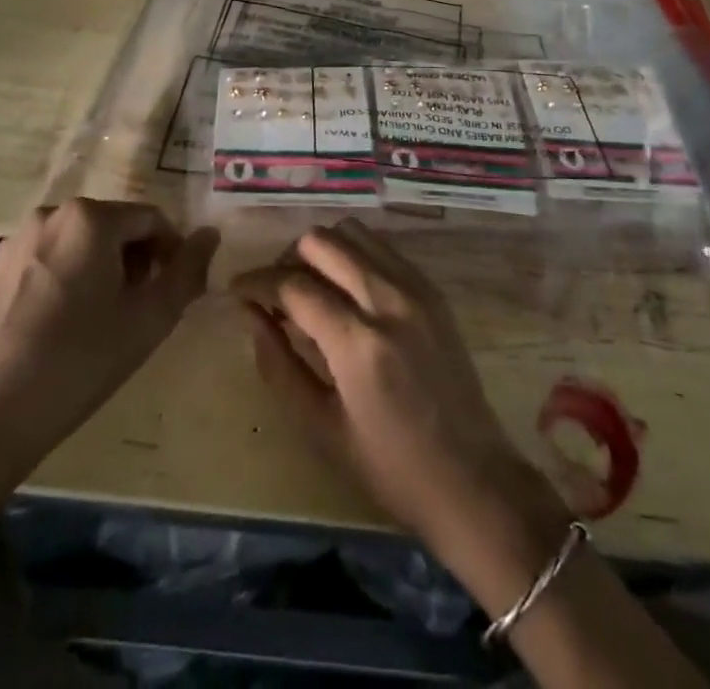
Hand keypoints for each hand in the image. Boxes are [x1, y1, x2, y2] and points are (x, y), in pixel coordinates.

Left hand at [0, 200, 218, 559]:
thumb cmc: (78, 362)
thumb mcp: (149, 319)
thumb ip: (187, 270)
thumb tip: (211, 235)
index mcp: (92, 218)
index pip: (151, 219)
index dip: (171, 251)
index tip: (173, 289)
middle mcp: (51, 214)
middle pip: (112, 227)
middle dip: (133, 259)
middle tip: (138, 307)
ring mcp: (14, 241)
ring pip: (76, 243)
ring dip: (97, 268)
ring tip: (98, 319)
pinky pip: (42, 261)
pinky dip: (61, 280)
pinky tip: (56, 326)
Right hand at [231, 220, 567, 572]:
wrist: (472, 478)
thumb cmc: (390, 467)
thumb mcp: (321, 428)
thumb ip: (280, 365)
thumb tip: (250, 315)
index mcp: (358, 343)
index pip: (293, 285)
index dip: (256, 282)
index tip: (237, 290)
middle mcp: (388, 300)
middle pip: (322, 242)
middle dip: (287, 259)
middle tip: (275, 292)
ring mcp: (416, 288)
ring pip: (354, 232)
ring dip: (323, 250)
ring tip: (310, 286)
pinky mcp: (432, 289)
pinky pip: (383, 247)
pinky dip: (355, 254)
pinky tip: (346, 288)